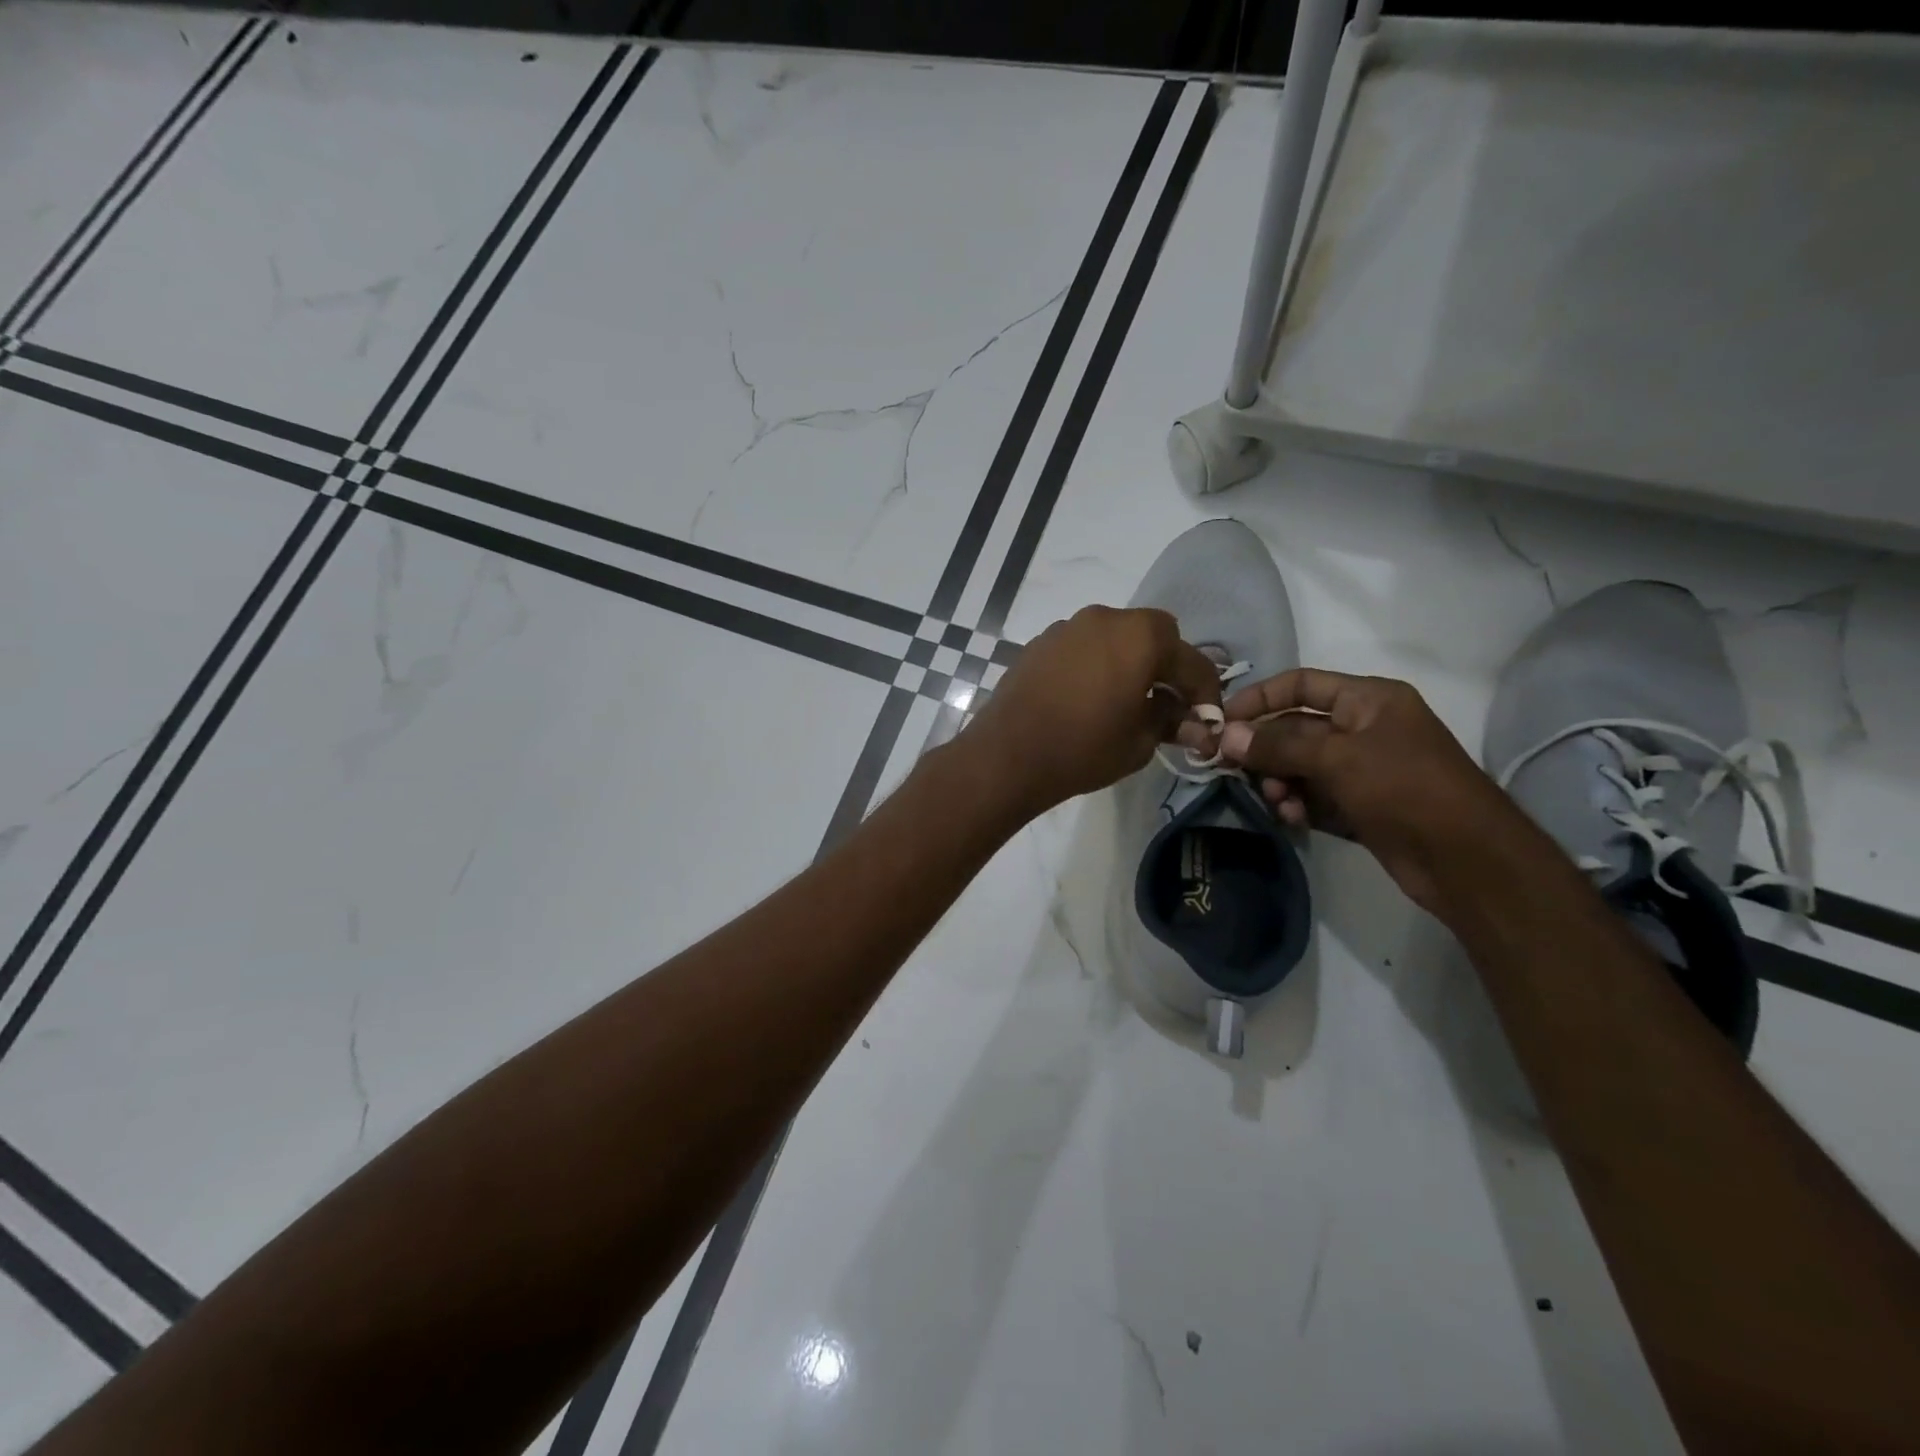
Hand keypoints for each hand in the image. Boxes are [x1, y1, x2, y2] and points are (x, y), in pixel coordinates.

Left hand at [965, 606, 1221, 817]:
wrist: (1007, 755)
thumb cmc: (1083, 749)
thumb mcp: (1139, 743)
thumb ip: (1169, 722)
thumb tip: (1188, 720)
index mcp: (1140, 636)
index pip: (1191, 660)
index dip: (1206, 692)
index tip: (1207, 718)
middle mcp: (1105, 618)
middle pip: (1153, 634)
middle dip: (1167, 665)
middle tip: (1167, 703)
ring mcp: (1067, 627)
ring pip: (1114, 637)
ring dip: (1128, 661)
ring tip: (1124, 701)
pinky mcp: (1040, 643)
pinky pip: (1082, 647)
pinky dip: (1095, 664)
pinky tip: (1087, 697)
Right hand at [1198, 669, 1518, 914]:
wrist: (1466, 860)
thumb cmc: (1405, 788)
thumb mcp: (1338, 759)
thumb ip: (1278, 745)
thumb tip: (1226, 736)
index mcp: (1369, 700)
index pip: (1302, 684)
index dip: (1260, 697)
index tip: (1222, 721)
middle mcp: (1363, 729)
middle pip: (1295, 728)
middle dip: (1264, 749)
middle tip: (1232, 769)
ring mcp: (1362, 770)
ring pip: (1300, 766)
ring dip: (1279, 781)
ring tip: (1275, 801)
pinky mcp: (1359, 806)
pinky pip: (1313, 797)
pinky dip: (1297, 804)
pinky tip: (1290, 819)